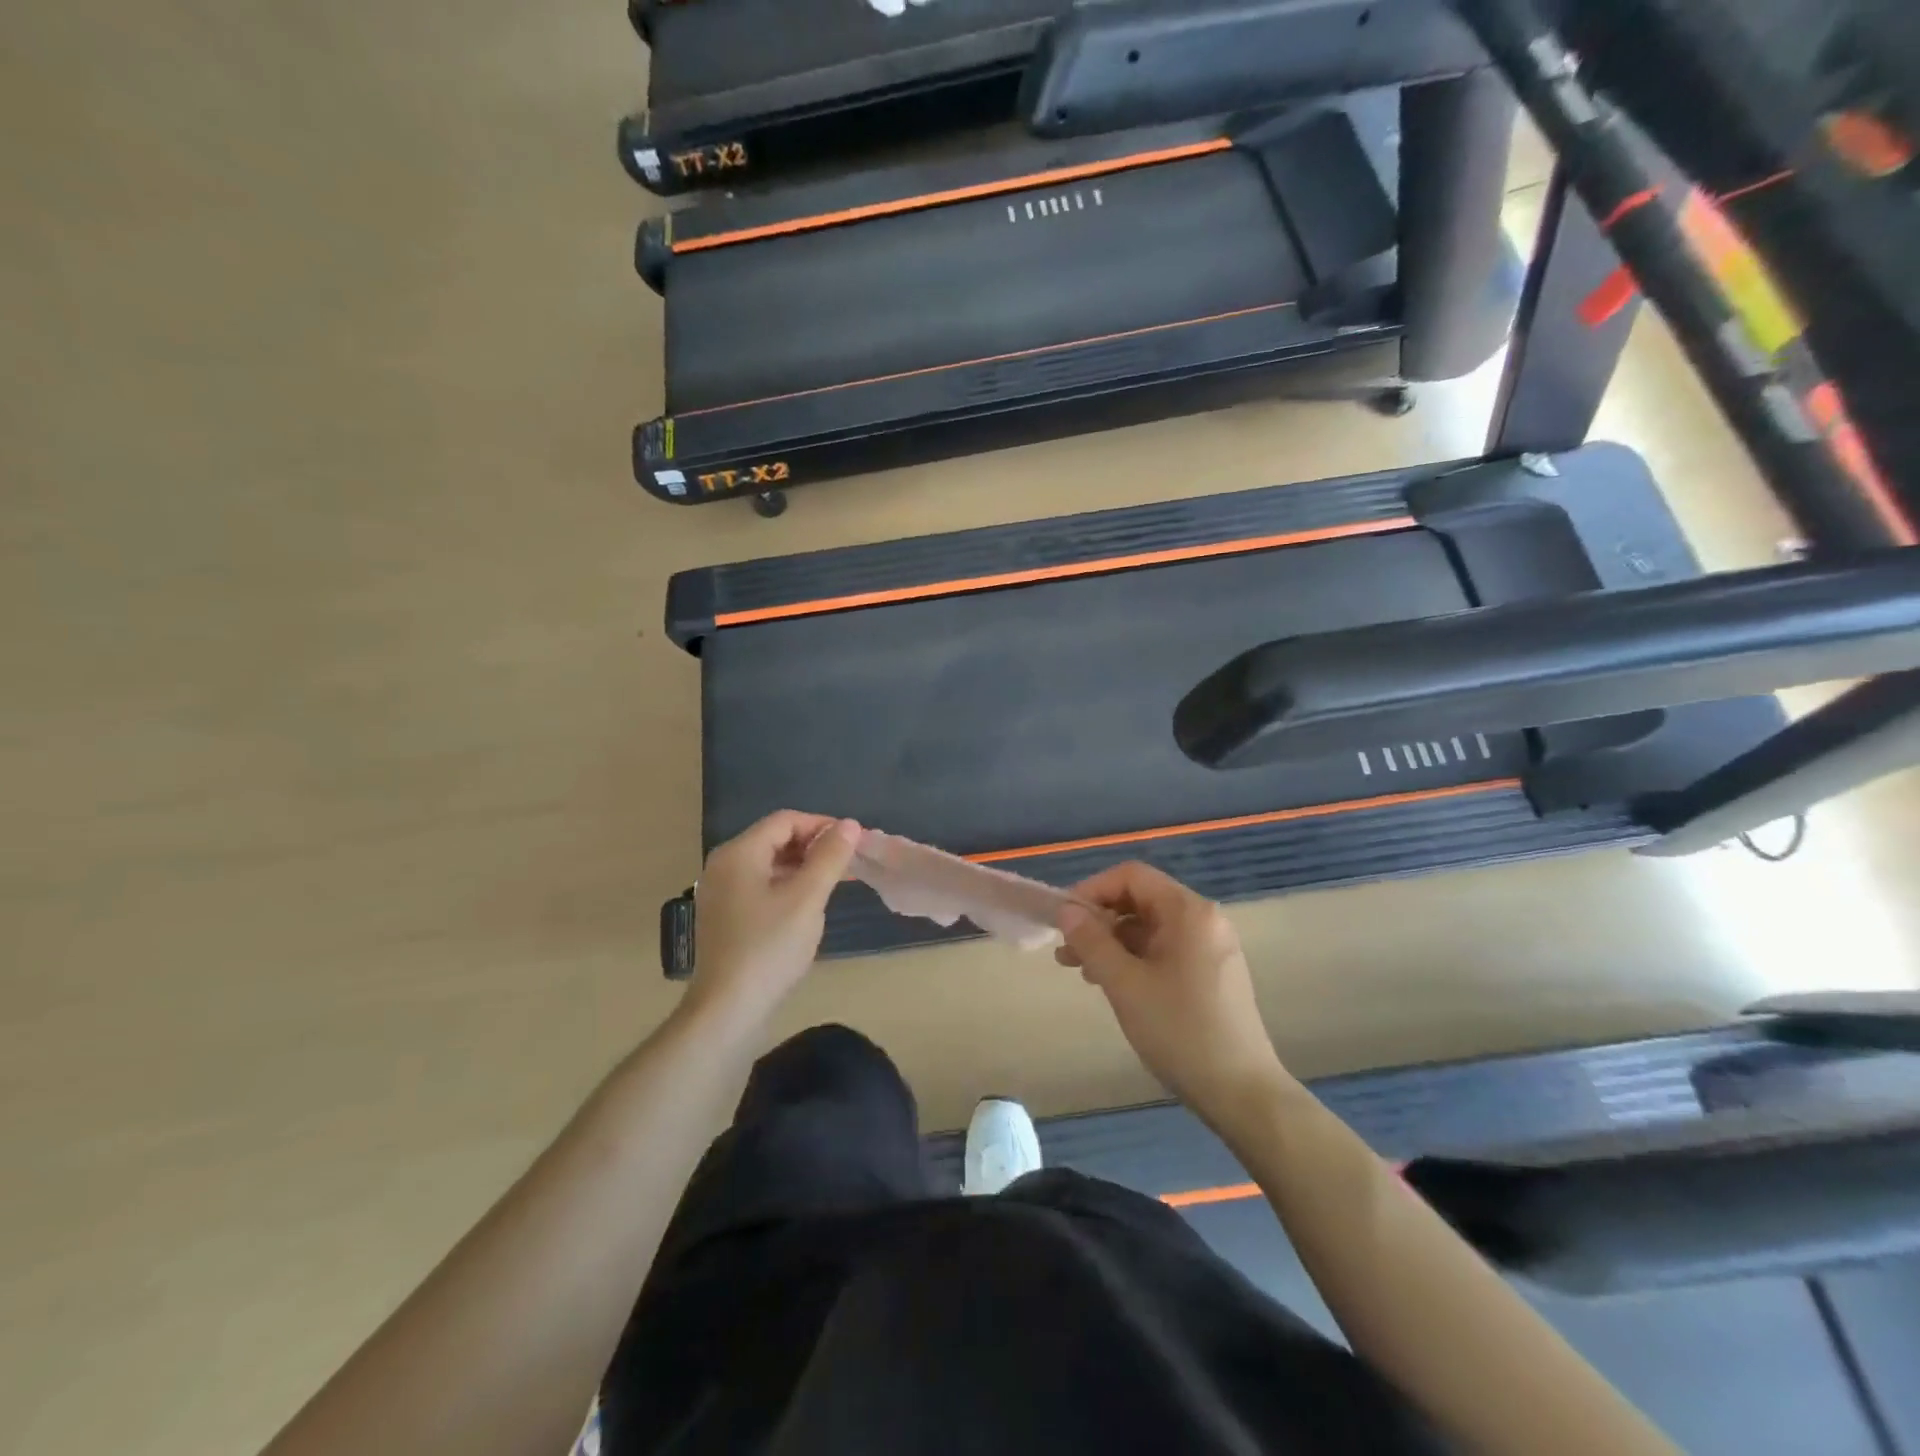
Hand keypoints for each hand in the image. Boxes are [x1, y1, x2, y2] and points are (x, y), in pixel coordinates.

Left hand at [689, 811, 860, 1023]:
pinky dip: (788, 886)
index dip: (822, 826)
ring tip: (836, 884)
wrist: (727, 1010)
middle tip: (849, 864)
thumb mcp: (807, 898)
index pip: (786, 821)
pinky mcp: (725, 915)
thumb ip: (830, 857)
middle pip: (775, 839)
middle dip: (814, 846)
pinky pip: (761, 885)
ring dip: (804, 867)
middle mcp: (724, 865)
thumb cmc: (769, 948)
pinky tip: (809, 905)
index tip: (853, 843)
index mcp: (739, 853)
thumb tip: (849, 824)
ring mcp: (721, 892)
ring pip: (769, 864)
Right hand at [1057, 862, 1287, 1119]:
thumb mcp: (1125, 984)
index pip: (1131, 876)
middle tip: (1066, 951)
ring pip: (1150, 927)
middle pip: (1141, 900)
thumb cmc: (1180, 1031)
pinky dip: (1135, 958)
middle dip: (1099, 920)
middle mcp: (1204, 919)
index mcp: (1188, 911)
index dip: (1092, 890)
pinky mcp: (1212, 973)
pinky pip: (1165, 949)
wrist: (1242, 1093)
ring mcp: (1211, 947)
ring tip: (1081, 971)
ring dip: (1112, 942)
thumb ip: (1092, 941)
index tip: (1064, 919)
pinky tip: (1113, 984)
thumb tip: (1067, 911)